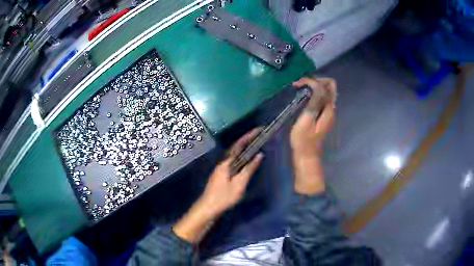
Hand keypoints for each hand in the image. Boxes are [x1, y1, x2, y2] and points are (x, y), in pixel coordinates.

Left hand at [173, 129, 263, 242]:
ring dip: (244, 147)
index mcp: (226, 163)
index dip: (249, 136)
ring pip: (234, 154)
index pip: (239, 145)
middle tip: (259, 135)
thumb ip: (249, 169)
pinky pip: (233, 160)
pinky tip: (246, 159)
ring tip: (255, 143)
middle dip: (247, 140)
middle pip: (236, 147)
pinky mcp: (221, 174)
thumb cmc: (223, 197)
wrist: (208, 207)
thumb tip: (259, 155)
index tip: (259, 129)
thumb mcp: (239, 184)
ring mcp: (221, 168)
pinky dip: (241, 156)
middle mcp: (223, 162)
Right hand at [290, 77, 336, 158]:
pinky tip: (303, 97)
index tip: (297, 84)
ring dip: (314, 86)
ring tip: (300, 89)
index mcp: (328, 109)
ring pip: (326, 91)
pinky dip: (313, 93)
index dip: (311, 81)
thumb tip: (317, 85)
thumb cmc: (303, 140)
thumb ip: (314, 102)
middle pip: (330, 86)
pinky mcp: (323, 115)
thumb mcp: (307, 120)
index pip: (325, 85)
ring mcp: (328, 112)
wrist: (306, 156)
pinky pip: (322, 98)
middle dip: (316, 80)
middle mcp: (331, 108)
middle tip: (302, 84)